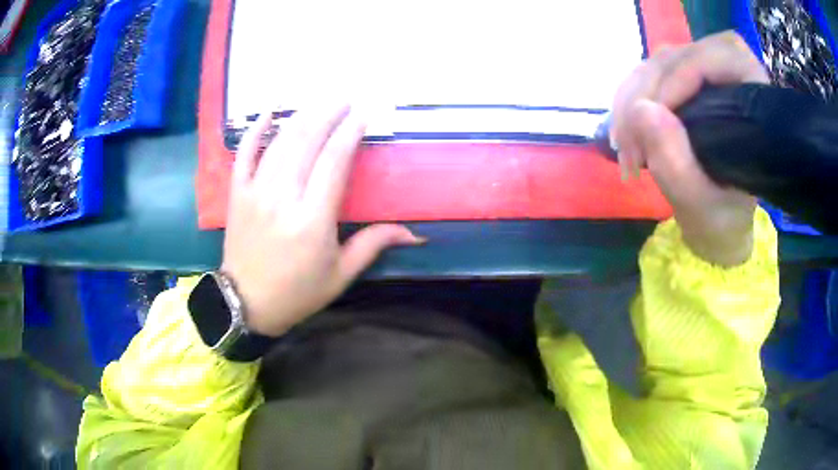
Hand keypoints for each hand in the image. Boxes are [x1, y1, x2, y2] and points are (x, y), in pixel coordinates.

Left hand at [221, 106, 423, 336]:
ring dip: (302, 117)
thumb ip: (373, 245)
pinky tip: (269, 112)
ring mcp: (256, 192)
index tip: (363, 115)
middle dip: (328, 114)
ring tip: (320, 103)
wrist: (246, 303)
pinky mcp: (237, 194)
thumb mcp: (340, 275)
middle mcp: (283, 198)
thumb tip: (414, 234)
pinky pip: (244, 154)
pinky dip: (255, 130)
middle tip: (345, 99)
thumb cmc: (297, 293)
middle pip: (307, 142)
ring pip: (280, 142)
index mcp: (312, 220)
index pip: (334, 161)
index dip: (350, 133)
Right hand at [611, 31, 769, 265]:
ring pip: (657, 64)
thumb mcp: (700, 204)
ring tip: (623, 145)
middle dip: (645, 95)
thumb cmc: (721, 218)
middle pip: (678, 57)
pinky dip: (628, 101)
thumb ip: (676, 164)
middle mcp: (731, 75)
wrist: (717, 220)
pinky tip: (623, 132)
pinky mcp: (684, 79)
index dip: (679, 78)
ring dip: (630, 99)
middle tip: (628, 144)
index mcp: (754, 100)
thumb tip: (641, 110)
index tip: (652, 118)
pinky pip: (647, 74)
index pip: (715, 59)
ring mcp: (704, 73)